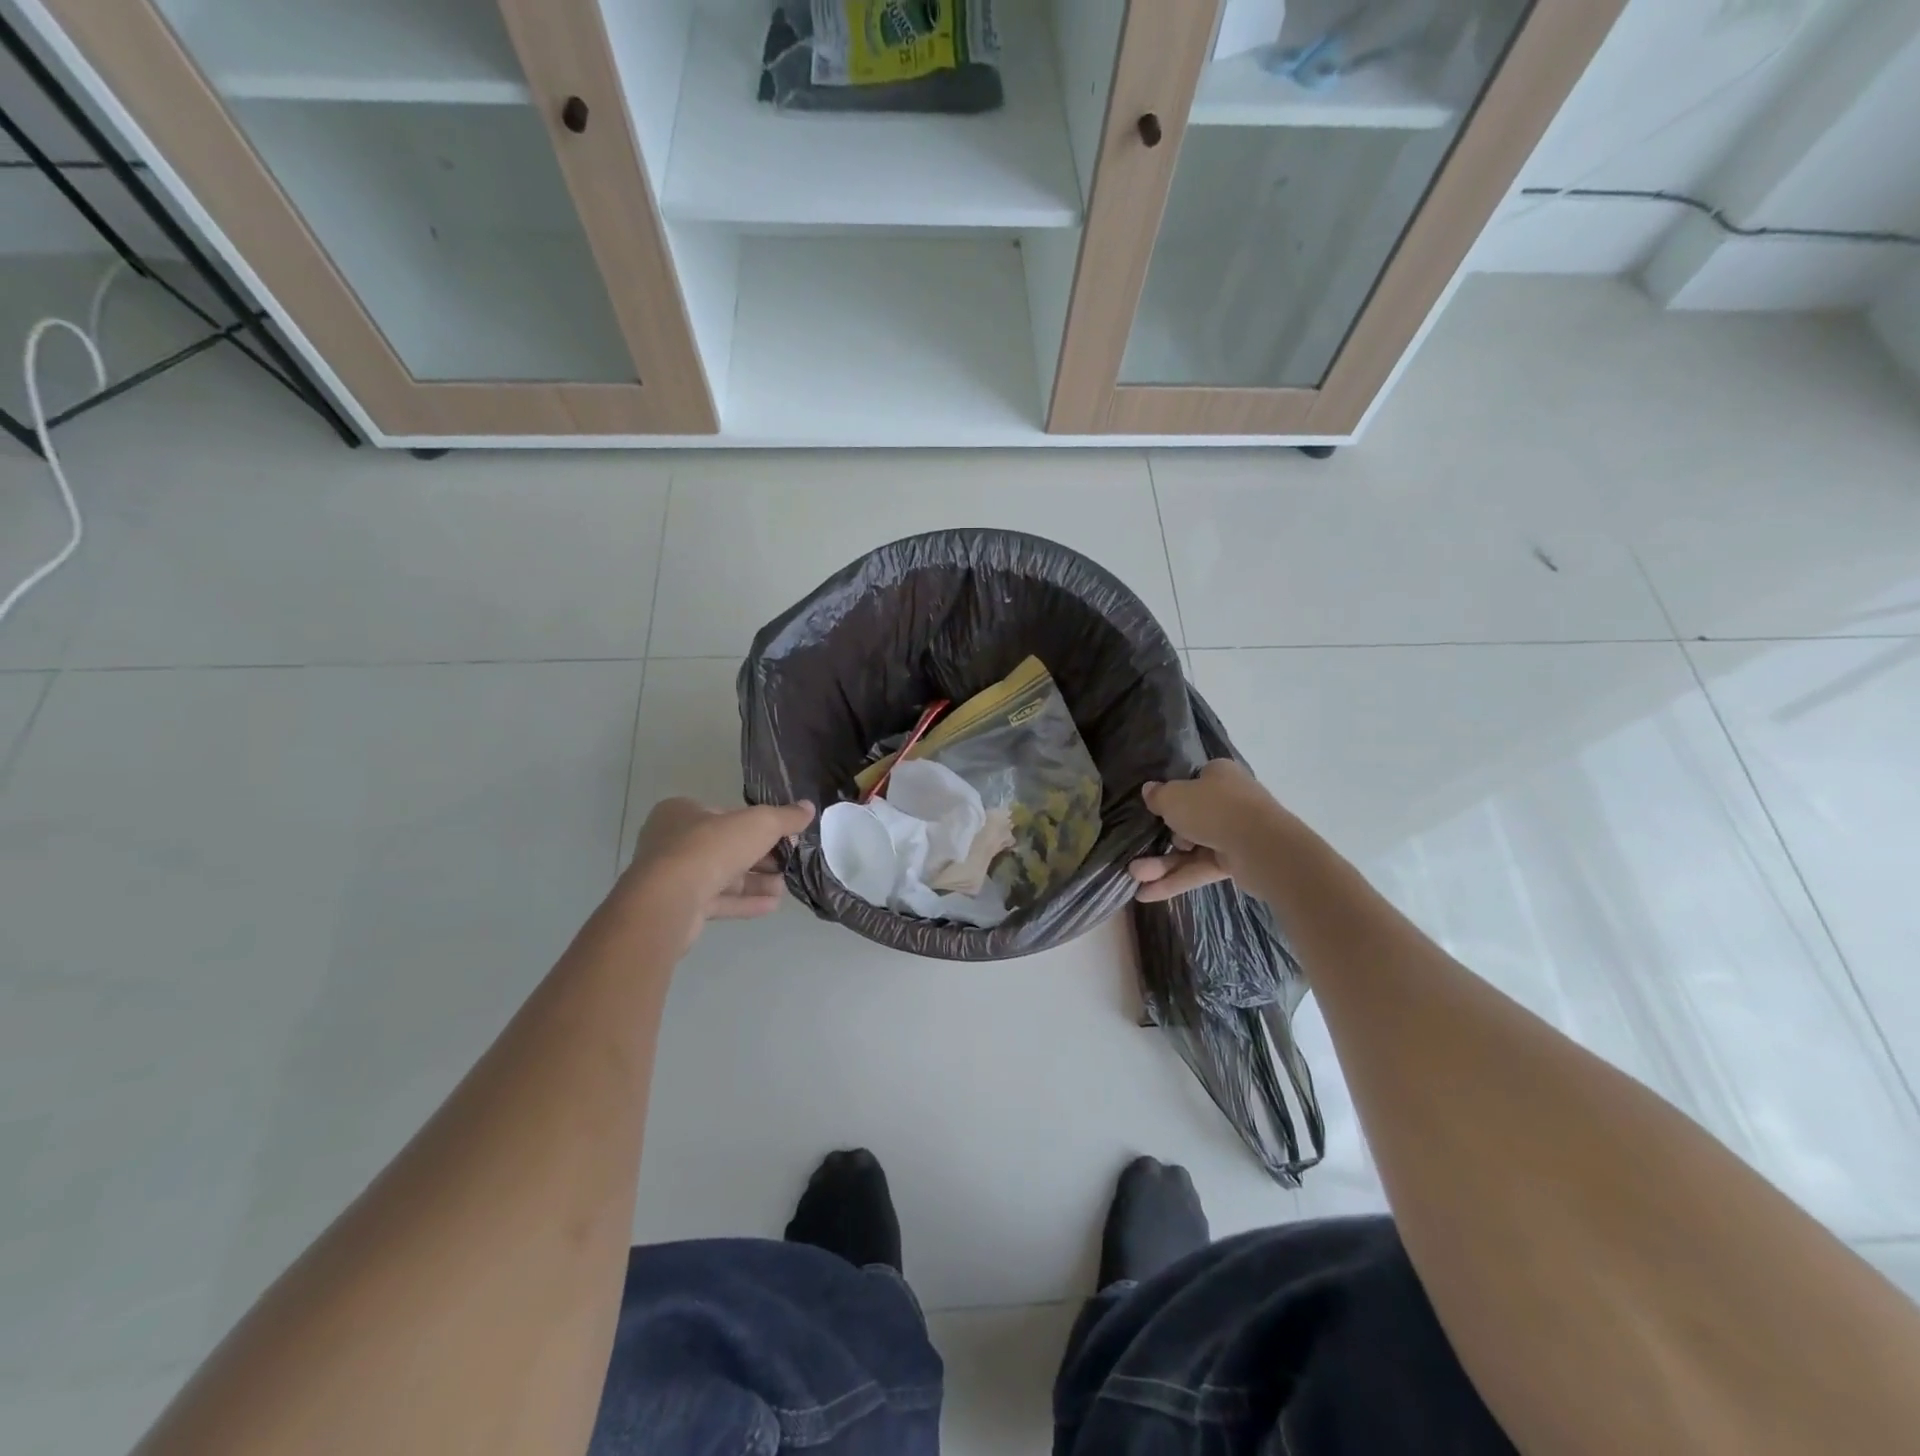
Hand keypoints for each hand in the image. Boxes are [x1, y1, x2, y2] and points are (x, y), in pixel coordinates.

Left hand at [626, 798, 815, 930]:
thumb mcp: (759, 823)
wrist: (669, 900)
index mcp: (682, 812)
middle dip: (760, 858)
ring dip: (755, 882)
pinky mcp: (678, 907)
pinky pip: (716, 901)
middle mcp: (672, 841)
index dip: (757, 825)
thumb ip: (785, 817)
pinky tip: (772, 905)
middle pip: (726, 847)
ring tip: (784, 887)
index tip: (783, 837)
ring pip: (722, 876)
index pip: (726, 815)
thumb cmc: (711, 848)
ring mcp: (672, 877)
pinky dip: (743, 902)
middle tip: (788, 864)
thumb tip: (809, 808)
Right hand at [1129, 760, 1284, 902]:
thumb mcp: (1173, 797)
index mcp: (1219, 776)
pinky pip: (1199, 869)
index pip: (1192, 783)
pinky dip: (1175, 880)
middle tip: (1138, 848)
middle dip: (1161, 838)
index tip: (1153, 810)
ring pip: (1191, 848)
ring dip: (1162, 864)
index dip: (1171, 796)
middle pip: (1188, 819)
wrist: (1261, 846)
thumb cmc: (1213, 809)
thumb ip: (1157, 795)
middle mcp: (1229, 802)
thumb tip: (1149, 790)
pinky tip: (1147, 895)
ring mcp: (1234, 833)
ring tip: (1134, 876)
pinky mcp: (1236, 862)